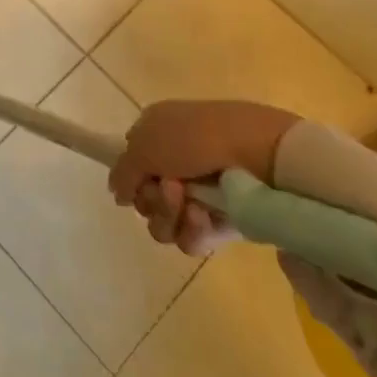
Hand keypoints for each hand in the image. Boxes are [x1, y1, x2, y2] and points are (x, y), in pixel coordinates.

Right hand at [108, 100, 299, 255]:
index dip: (131, 177)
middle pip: (145, 199)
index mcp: (157, 137)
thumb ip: (122, 171)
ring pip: (164, 223)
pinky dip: (192, 231)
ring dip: (171, 216)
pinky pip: (191, 239)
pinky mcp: (221, 221)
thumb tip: (118, 194)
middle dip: (153, 199)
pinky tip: (204, 218)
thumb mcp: (145, 144)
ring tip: (190, 205)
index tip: (139, 178)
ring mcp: (199, 195)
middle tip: (172, 189)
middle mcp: (175, 166)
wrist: (258, 152)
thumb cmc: (195, 137)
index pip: (131, 167)